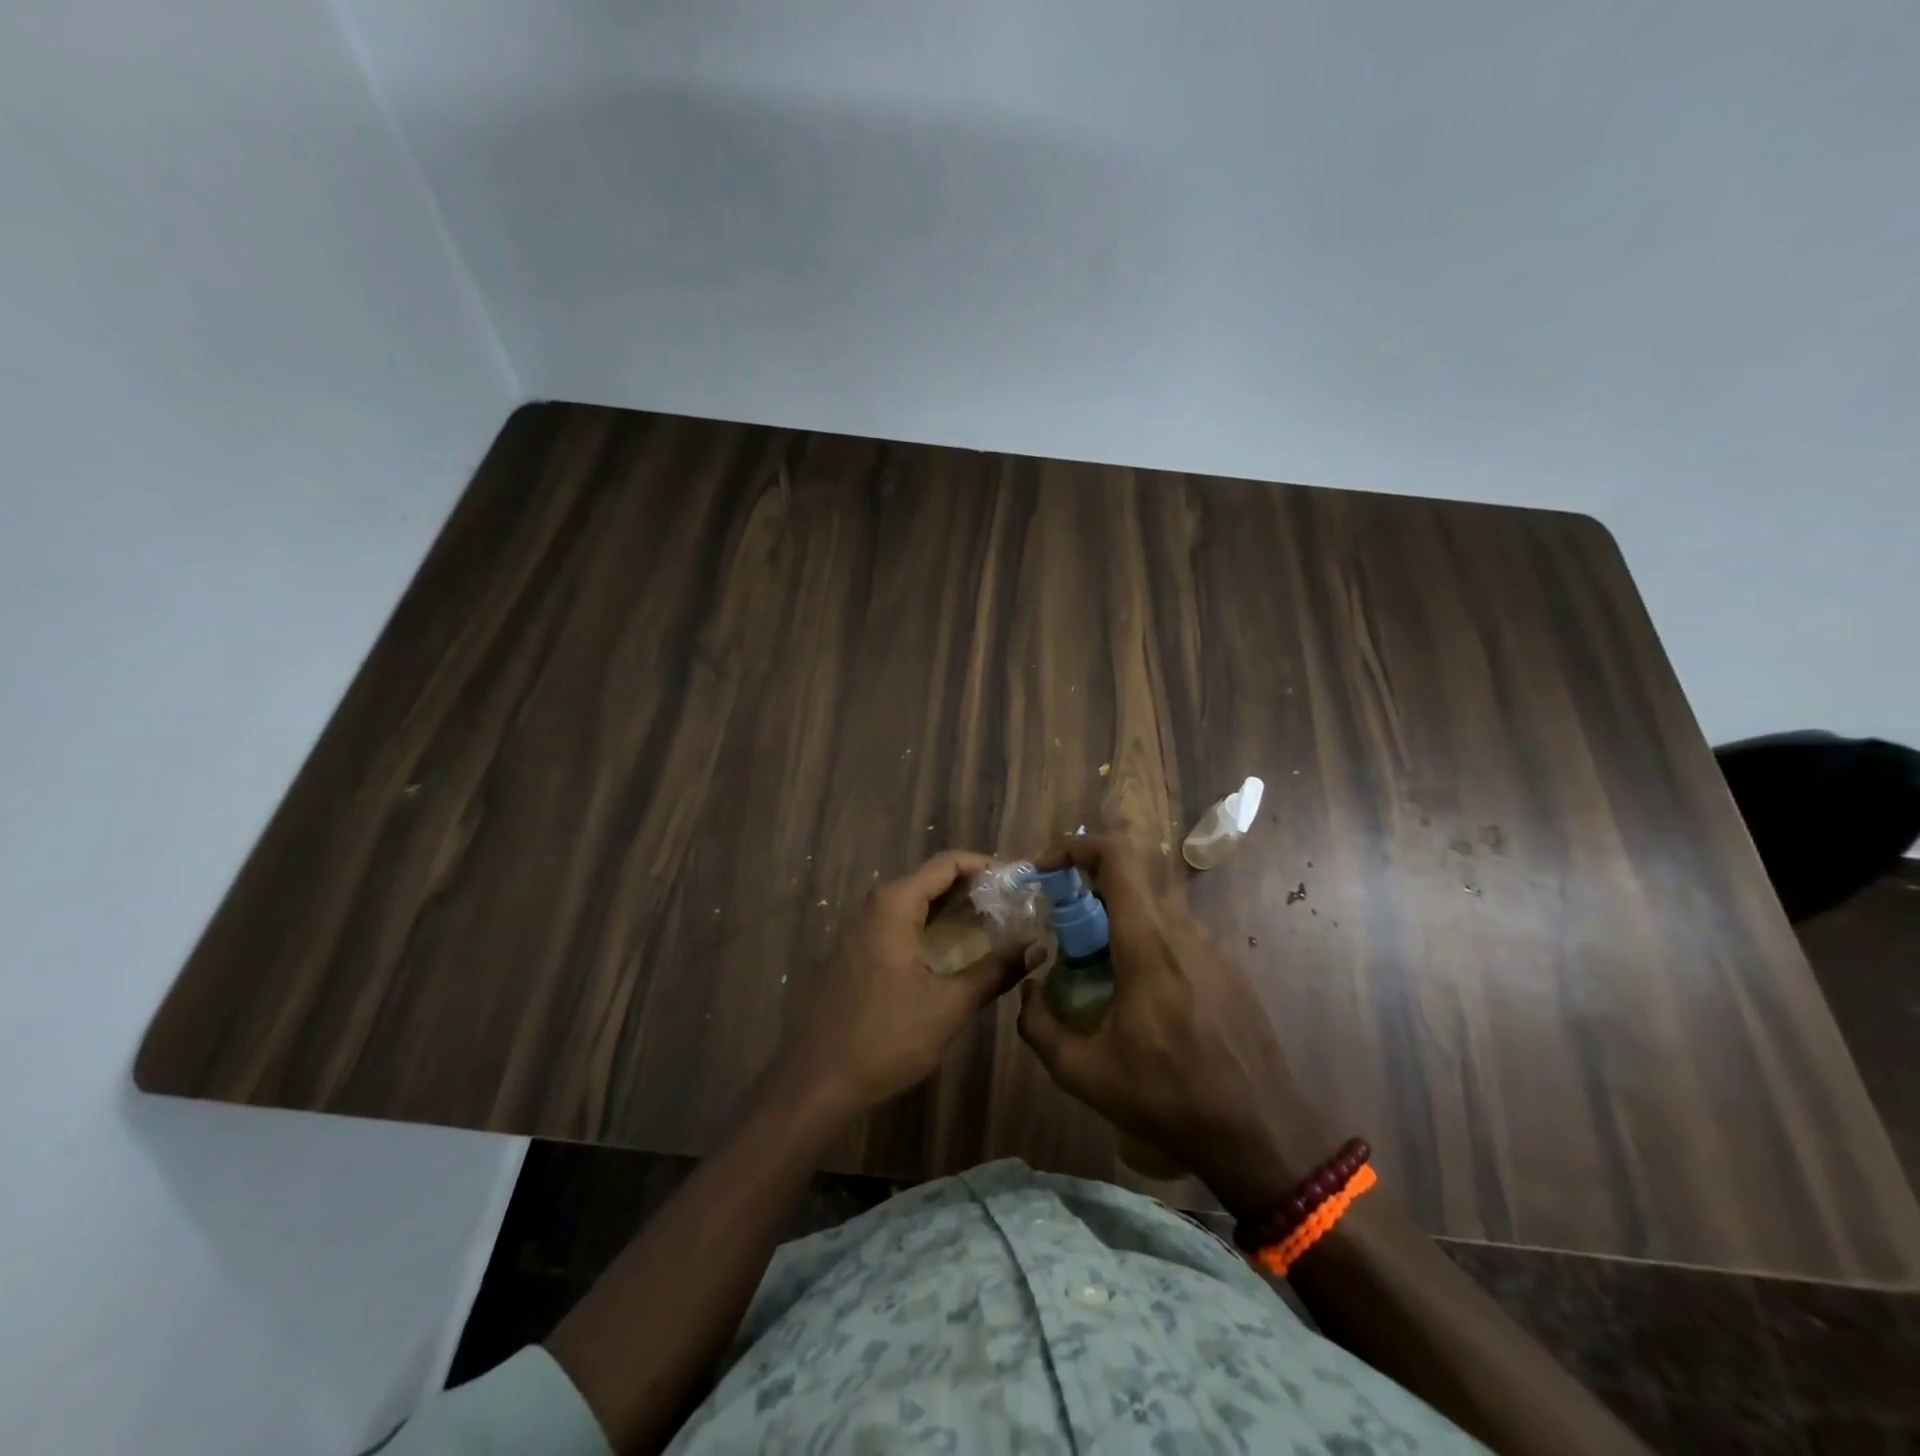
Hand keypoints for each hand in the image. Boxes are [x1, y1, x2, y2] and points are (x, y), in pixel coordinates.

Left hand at [769, 851, 1028, 1117]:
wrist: (815, 1082)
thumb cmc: (885, 1038)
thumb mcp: (950, 1006)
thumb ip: (996, 971)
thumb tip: (1037, 947)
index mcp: (894, 905)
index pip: (948, 863)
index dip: (987, 867)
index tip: (1020, 882)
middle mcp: (874, 906)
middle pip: (931, 880)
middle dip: (975, 890)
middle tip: (1015, 908)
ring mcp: (860, 929)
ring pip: (915, 904)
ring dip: (954, 911)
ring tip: (994, 928)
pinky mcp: (856, 953)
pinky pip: (900, 925)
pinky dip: (931, 928)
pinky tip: (955, 953)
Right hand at [1017, 835, 1334, 1218]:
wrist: (1263, 1134)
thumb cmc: (1169, 1100)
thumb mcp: (1084, 1074)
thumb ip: (1038, 1027)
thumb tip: (1028, 989)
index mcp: (1148, 944)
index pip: (1117, 858)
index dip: (1077, 847)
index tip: (1046, 869)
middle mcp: (1183, 932)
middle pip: (1131, 882)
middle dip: (1088, 892)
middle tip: (1063, 932)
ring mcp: (1213, 949)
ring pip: (1155, 910)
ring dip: (1118, 921)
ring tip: (1098, 970)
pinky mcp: (1230, 970)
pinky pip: (1179, 936)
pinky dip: (1148, 943)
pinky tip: (1143, 998)